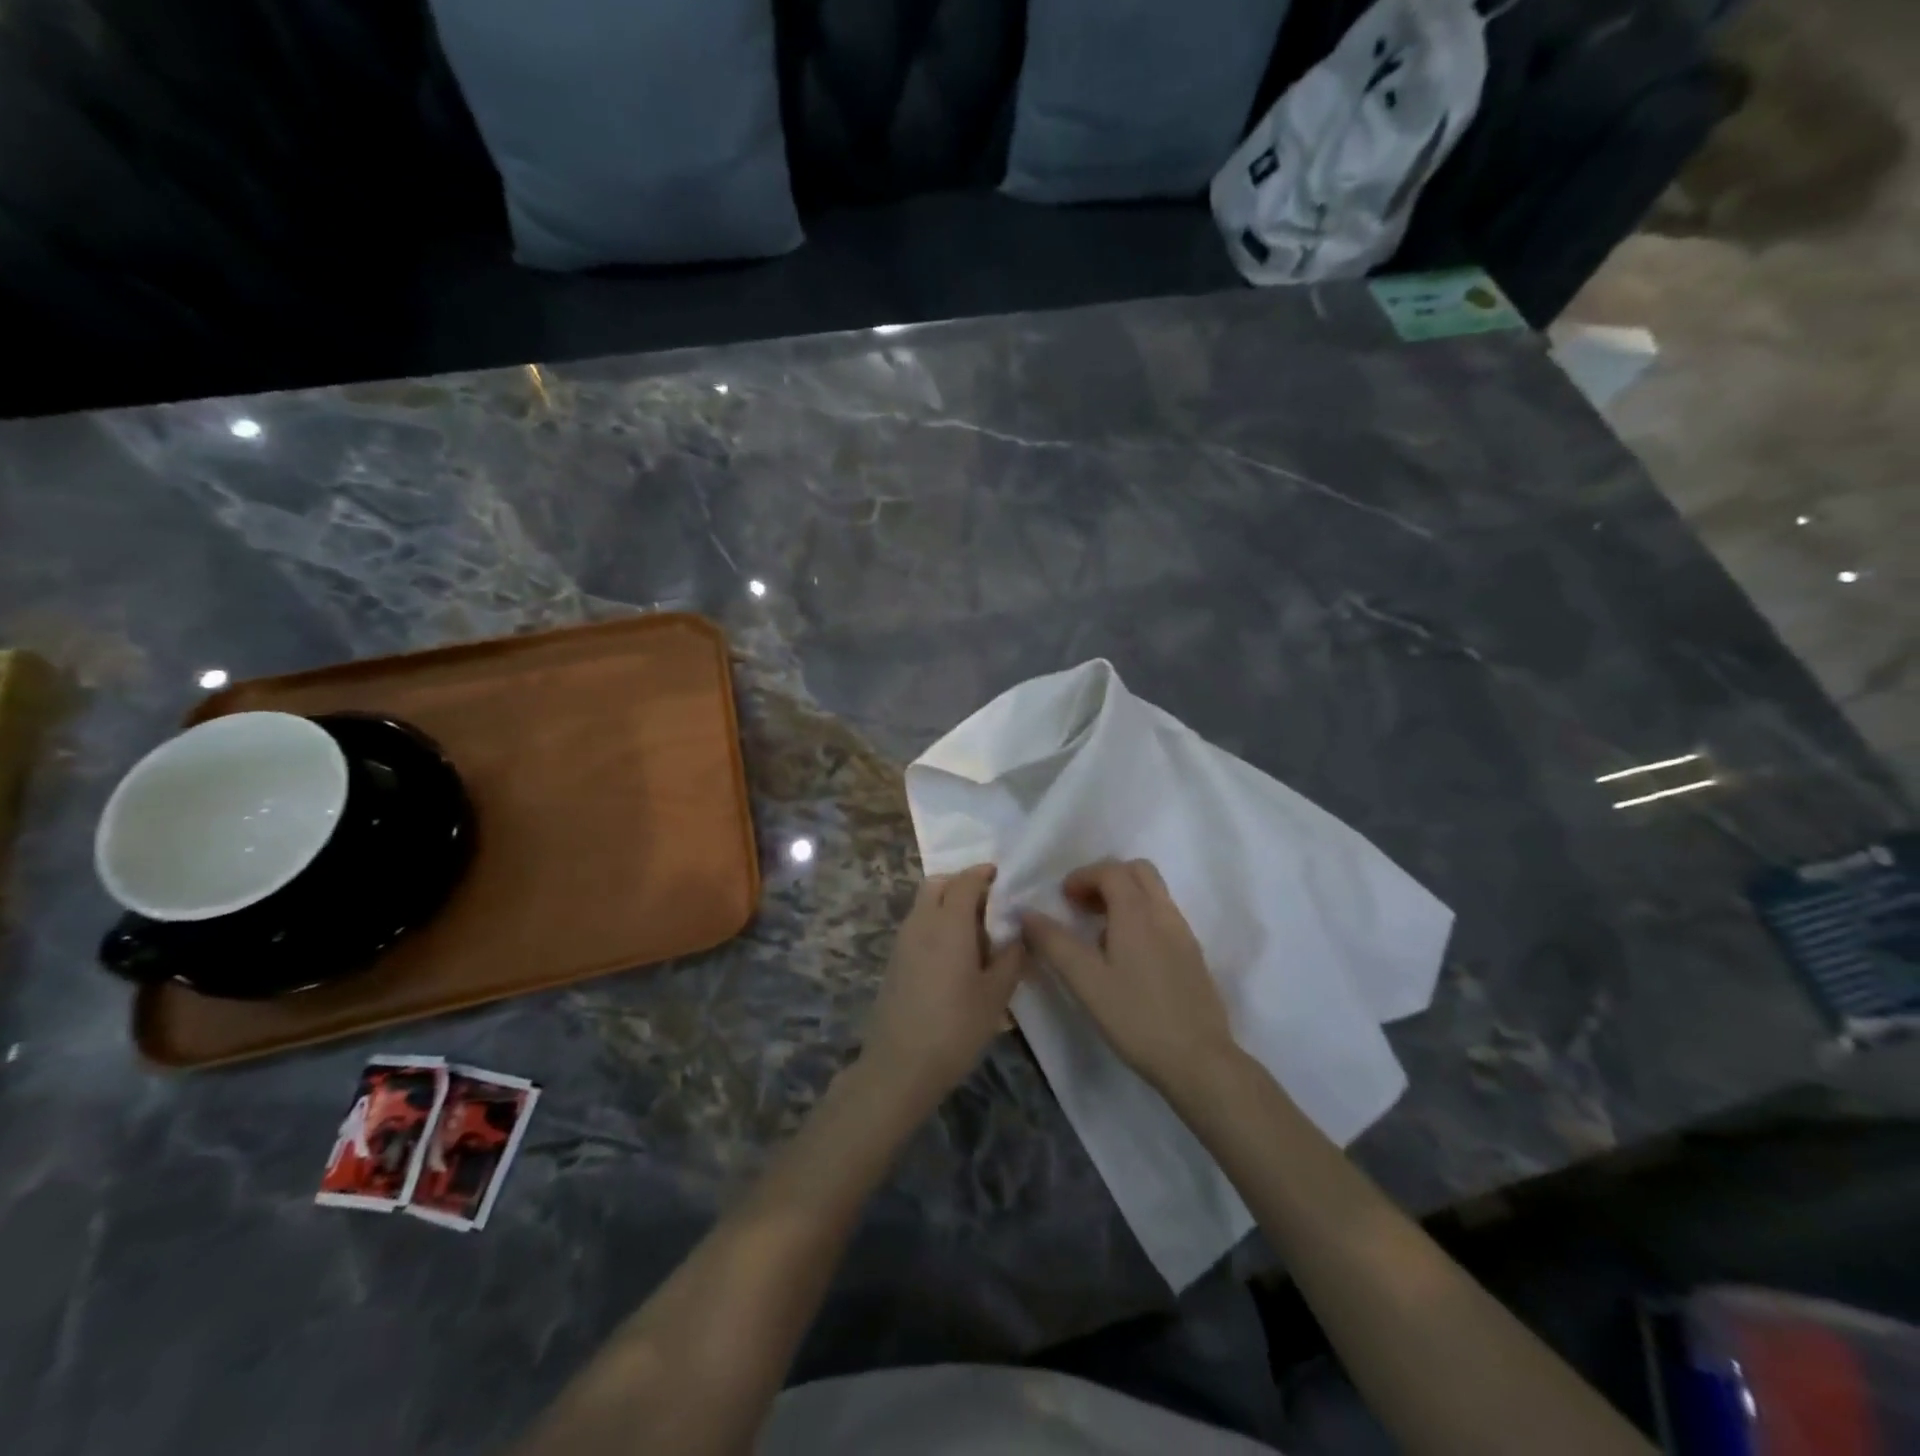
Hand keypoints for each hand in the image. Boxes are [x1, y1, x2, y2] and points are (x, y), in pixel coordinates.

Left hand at [861, 864, 1025, 1109]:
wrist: (899, 1066)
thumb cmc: (955, 1027)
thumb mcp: (996, 995)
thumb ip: (1011, 958)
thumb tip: (1018, 936)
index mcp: (949, 923)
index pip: (965, 881)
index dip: (983, 873)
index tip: (999, 875)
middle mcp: (921, 922)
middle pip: (937, 884)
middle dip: (961, 884)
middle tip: (988, 904)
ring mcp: (903, 941)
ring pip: (924, 904)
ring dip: (947, 905)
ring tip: (975, 935)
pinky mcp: (894, 961)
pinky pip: (918, 926)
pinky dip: (936, 924)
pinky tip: (954, 956)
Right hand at [1021, 858, 1233, 1094]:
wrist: (1199, 1060)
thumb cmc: (1136, 1017)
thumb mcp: (1086, 981)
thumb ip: (1054, 943)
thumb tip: (1026, 914)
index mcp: (1137, 912)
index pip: (1110, 870)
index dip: (1082, 876)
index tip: (1062, 898)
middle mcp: (1164, 913)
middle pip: (1138, 871)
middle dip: (1106, 878)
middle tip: (1082, 906)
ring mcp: (1183, 934)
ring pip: (1154, 893)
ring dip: (1125, 897)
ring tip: (1100, 933)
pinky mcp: (1193, 956)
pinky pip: (1164, 917)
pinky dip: (1141, 917)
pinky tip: (1127, 956)